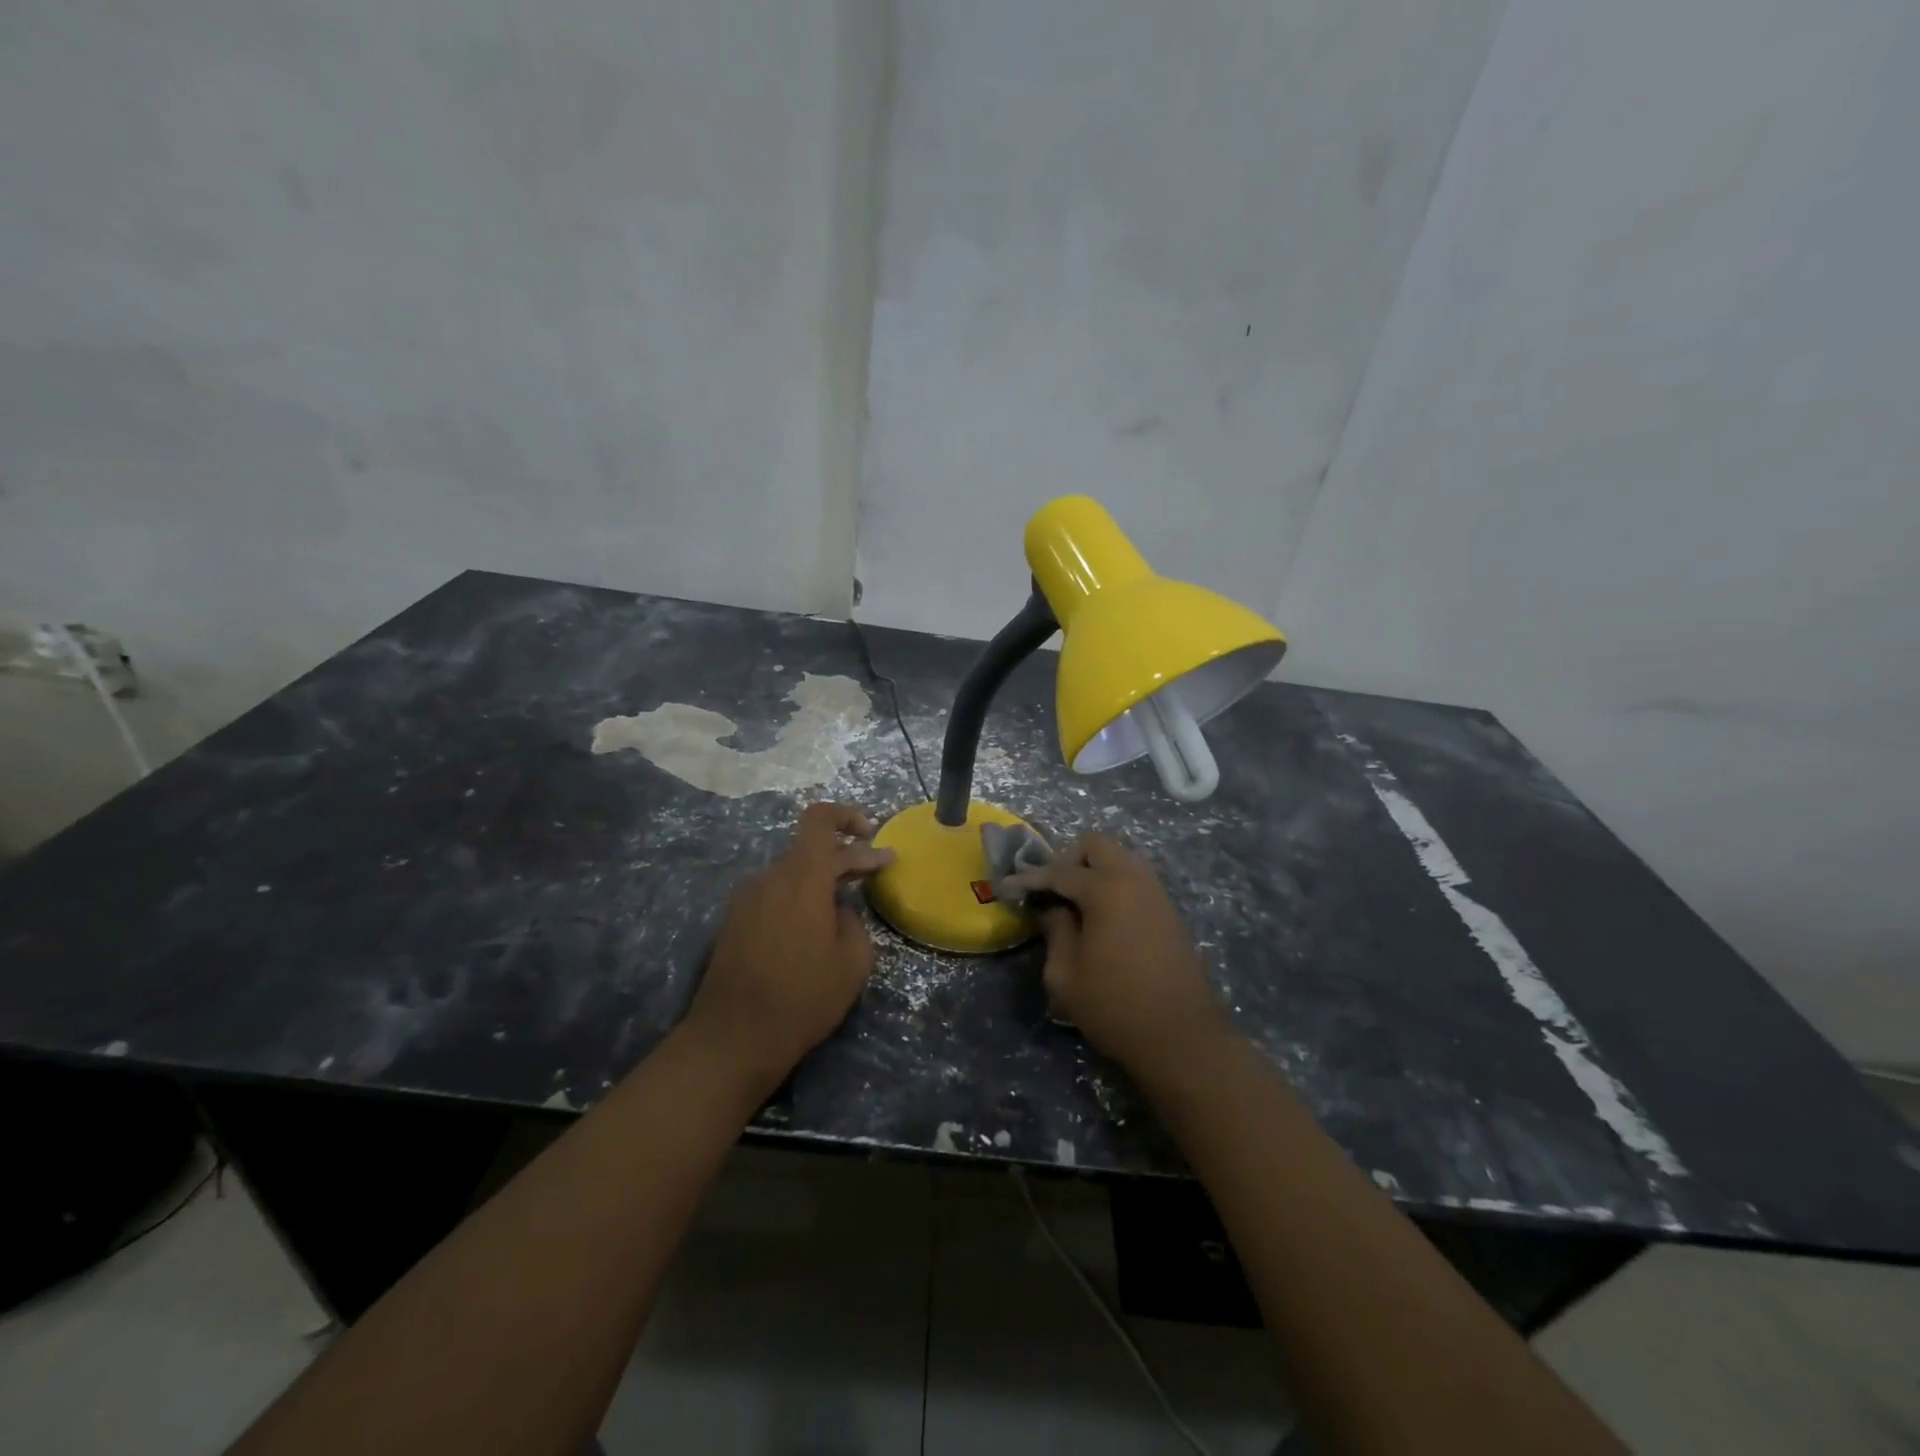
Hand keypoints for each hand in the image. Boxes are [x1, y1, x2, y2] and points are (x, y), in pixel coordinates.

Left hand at [683, 803, 894, 1088]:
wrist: (733, 1038)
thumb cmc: (803, 997)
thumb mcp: (853, 962)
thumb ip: (853, 922)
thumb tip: (837, 912)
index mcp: (802, 877)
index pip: (819, 819)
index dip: (847, 816)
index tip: (871, 834)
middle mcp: (770, 877)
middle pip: (810, 849)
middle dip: (847, 855)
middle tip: (877, 870)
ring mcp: (746, 898)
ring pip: (792, 872)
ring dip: (821, 878)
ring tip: (845, 904)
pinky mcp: (734, 921)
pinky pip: (774, 894)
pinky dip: (798, 897)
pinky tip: (812, 927)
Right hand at [1009, 834, 1228, 1080]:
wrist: (1182, 1038)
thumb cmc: (1115, 1006)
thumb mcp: (1066, 974)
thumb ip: (1055, 931)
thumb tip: (1053, 909)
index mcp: (1106, 889)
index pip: (1059, 871)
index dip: (1030, 878)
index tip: (1008, 886)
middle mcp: (1134, 879)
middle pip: (1096, 845)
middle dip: (1068, 860)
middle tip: (1050, 891)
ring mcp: (1156, 894)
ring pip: (1120, 858)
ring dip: (1094, 871)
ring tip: (1074, 904)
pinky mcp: (1169, 912)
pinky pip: (1135, 880)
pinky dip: (1113, 886)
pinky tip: (1100, 918)